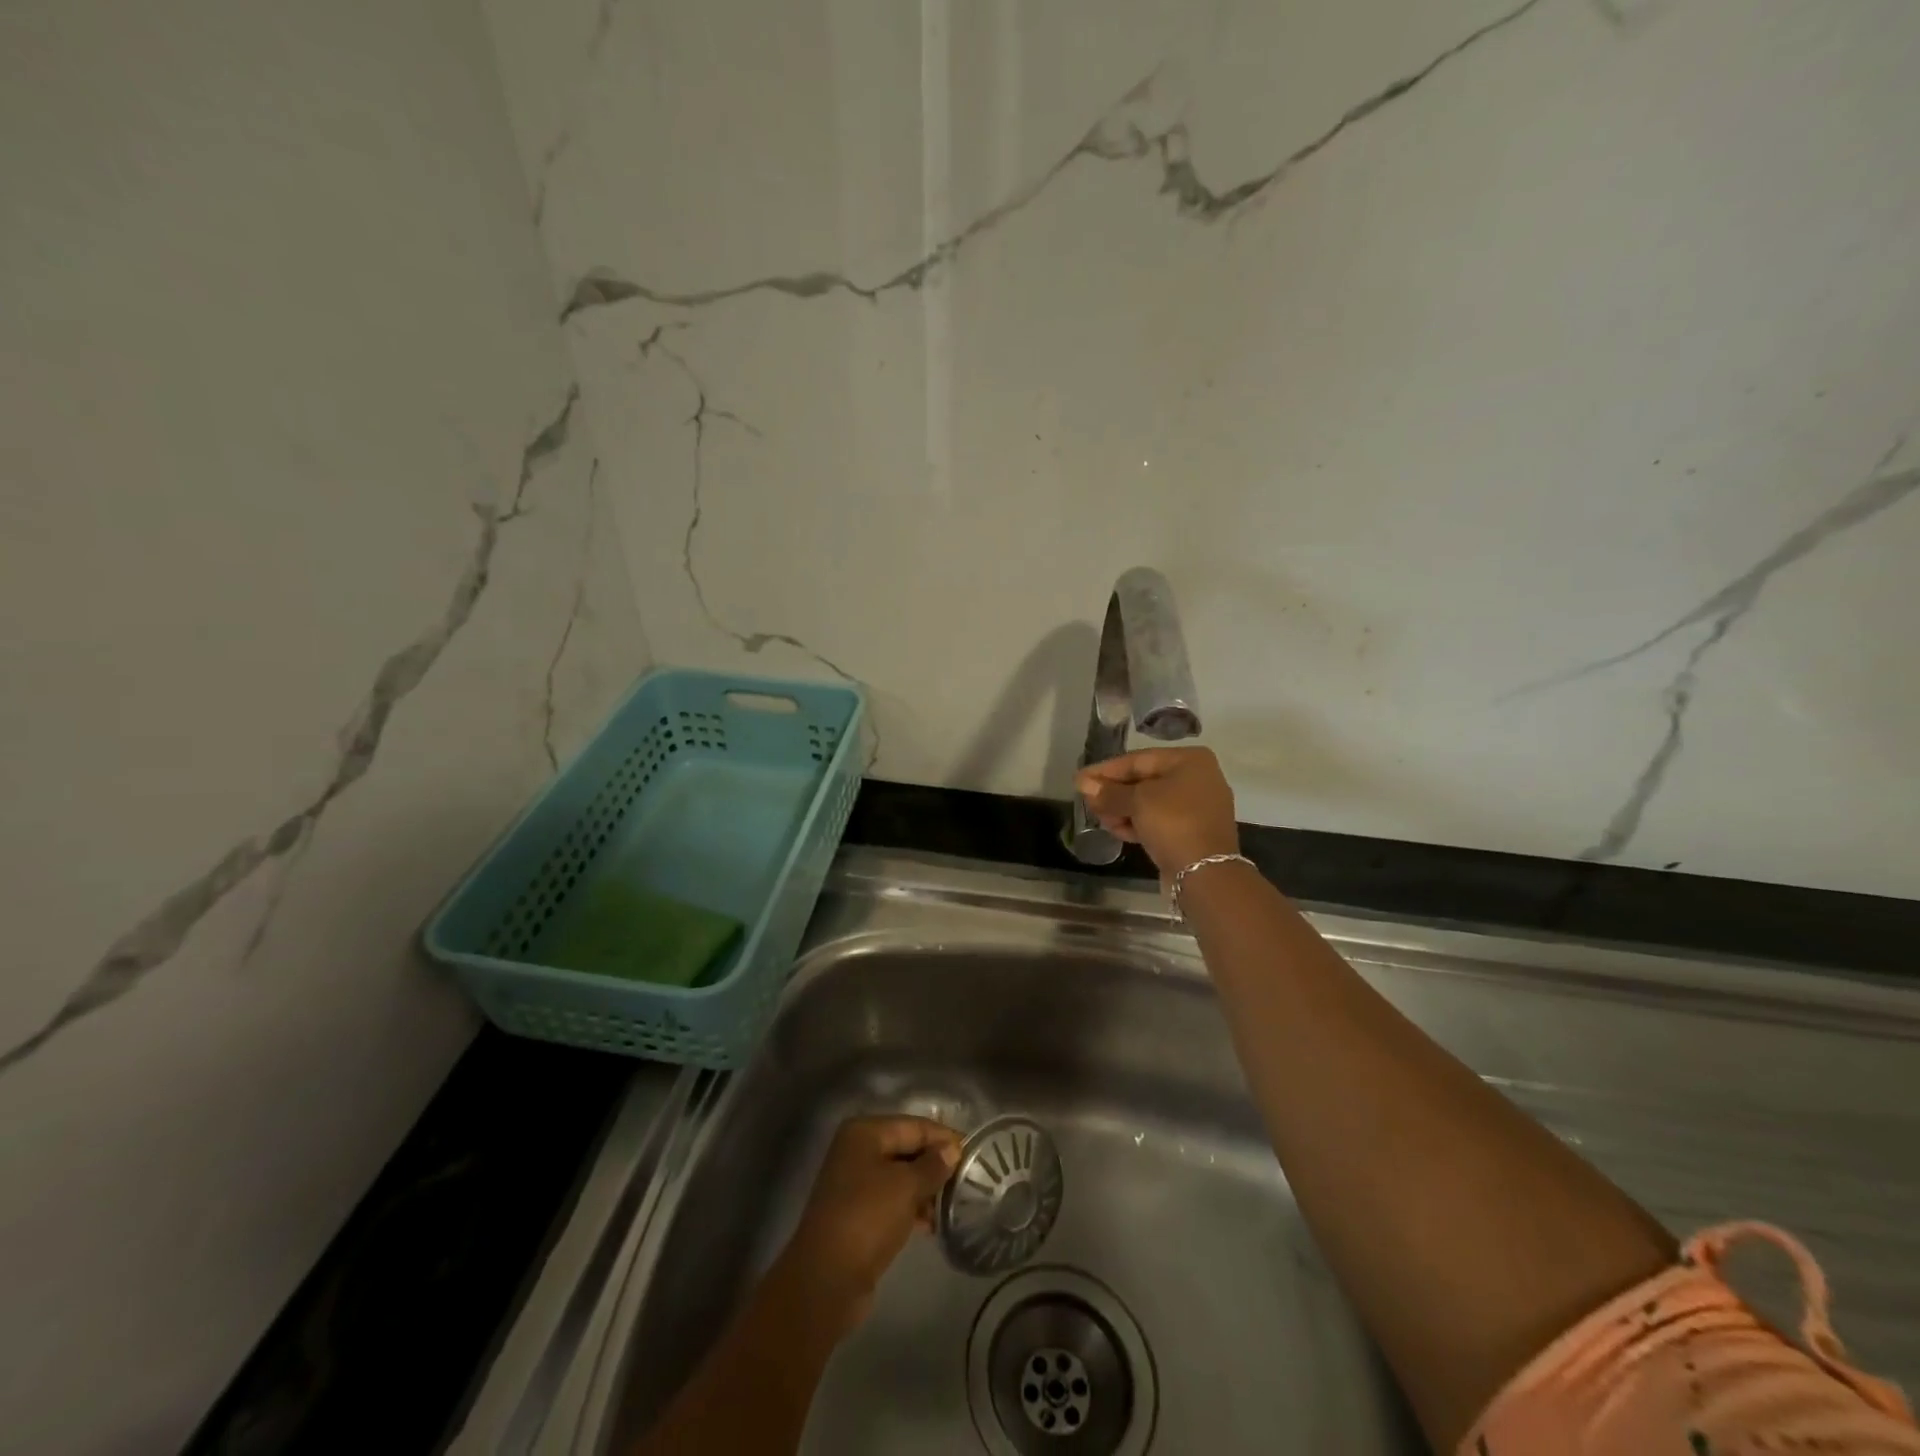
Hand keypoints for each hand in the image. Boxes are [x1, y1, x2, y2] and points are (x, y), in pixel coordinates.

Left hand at [775, 1115, 961, 1335]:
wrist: (827, 1280)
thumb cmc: (867, 1218)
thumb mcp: (906, 1187)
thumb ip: (932, 1165)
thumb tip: (952, 1150)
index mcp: (864, 1133)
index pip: (913, 1125)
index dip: (943, 1137)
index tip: (973, 1152)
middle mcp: (857, 1151)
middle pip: (906, 1148)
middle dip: (935, 1164)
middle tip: (967, 1180)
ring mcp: (855, 1183)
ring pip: (900, 1176)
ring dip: (925, 1189)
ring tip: (953, 1205)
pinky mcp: (857, 1213)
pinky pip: (892, 1200)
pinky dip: (911, 1207)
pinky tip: (932, 1224)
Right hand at [1076, 746, 1239, 879]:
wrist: (1205, 873)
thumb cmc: (1173, 823)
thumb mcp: (1137, 801)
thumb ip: (1109, 792)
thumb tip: (1083, 783)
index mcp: (1189, 760)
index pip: (1137, 760)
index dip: (1105, 770)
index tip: (1080, 780)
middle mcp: (1196, 778)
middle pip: (1143, 780)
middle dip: (1113, 793)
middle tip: (1088, 802)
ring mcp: (1196, 806)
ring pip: (1149, 802)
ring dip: (1122, 810)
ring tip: (1101, 820)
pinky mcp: (1191, 831)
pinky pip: (1158, 820)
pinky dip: (1137, 823)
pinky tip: (1117, 830)